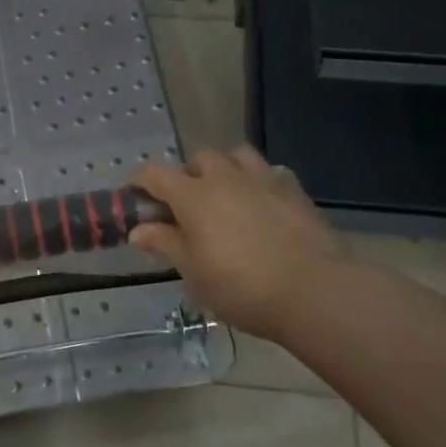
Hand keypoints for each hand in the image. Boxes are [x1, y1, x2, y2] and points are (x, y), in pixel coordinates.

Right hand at [129, 148, 345, 339]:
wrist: (312, 290)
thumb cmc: (240, 285)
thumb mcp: (193, 272)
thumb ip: (165, 244)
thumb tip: (137, 230)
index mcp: (193, 196)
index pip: (155, 175)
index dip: (140, 182)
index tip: (134, 194)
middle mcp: (224, 177)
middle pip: (198, 160)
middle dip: (187, 175)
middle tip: (186, 204)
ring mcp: (262, 179)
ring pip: (236, 156)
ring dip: (225, 168)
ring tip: (225, 193)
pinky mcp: (293, 189)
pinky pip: (271, 171)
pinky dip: (260, 180)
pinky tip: (262, 200)